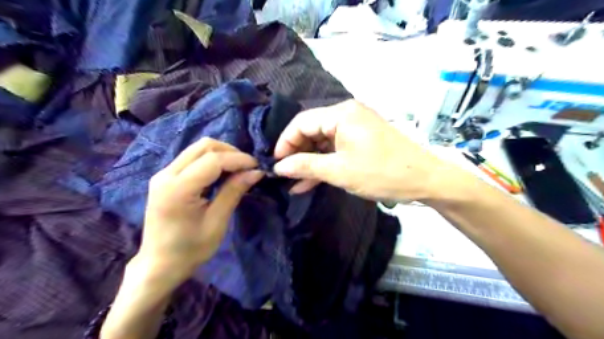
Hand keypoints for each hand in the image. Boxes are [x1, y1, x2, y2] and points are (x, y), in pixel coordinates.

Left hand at [141, 136, 265, 282]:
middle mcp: (166, 174)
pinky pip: (192, 157)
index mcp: (177, 189)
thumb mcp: (217, 222)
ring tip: (238, 169)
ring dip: (222, 154)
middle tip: (248, 167)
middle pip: (204, 146)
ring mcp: (163, 174)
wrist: (159, 265)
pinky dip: (212, 160)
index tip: (257, 166)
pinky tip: (223, 173)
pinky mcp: (165, 177)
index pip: (213, 160)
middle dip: (231, 152)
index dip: (238, 159)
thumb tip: (256, 172)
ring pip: (198, 148)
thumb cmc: (190, 249)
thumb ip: (234, 191)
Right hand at [274, 99, 447, 201]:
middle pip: (311, 131)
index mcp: (341, 114)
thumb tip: (278, 167)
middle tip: (283, 174)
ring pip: (323, 142)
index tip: (274, 163)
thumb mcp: (339, 171)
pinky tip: (309, 181)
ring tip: (293, 182)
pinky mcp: (361, 140)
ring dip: (309, 162)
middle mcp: (347, 114)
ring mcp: (355, 127)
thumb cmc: (381, 173)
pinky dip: (324, 163)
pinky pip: (336, 149)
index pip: (301, 122)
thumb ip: (305, 166)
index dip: (285, 142)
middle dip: (296, 153)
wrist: (425, 180)